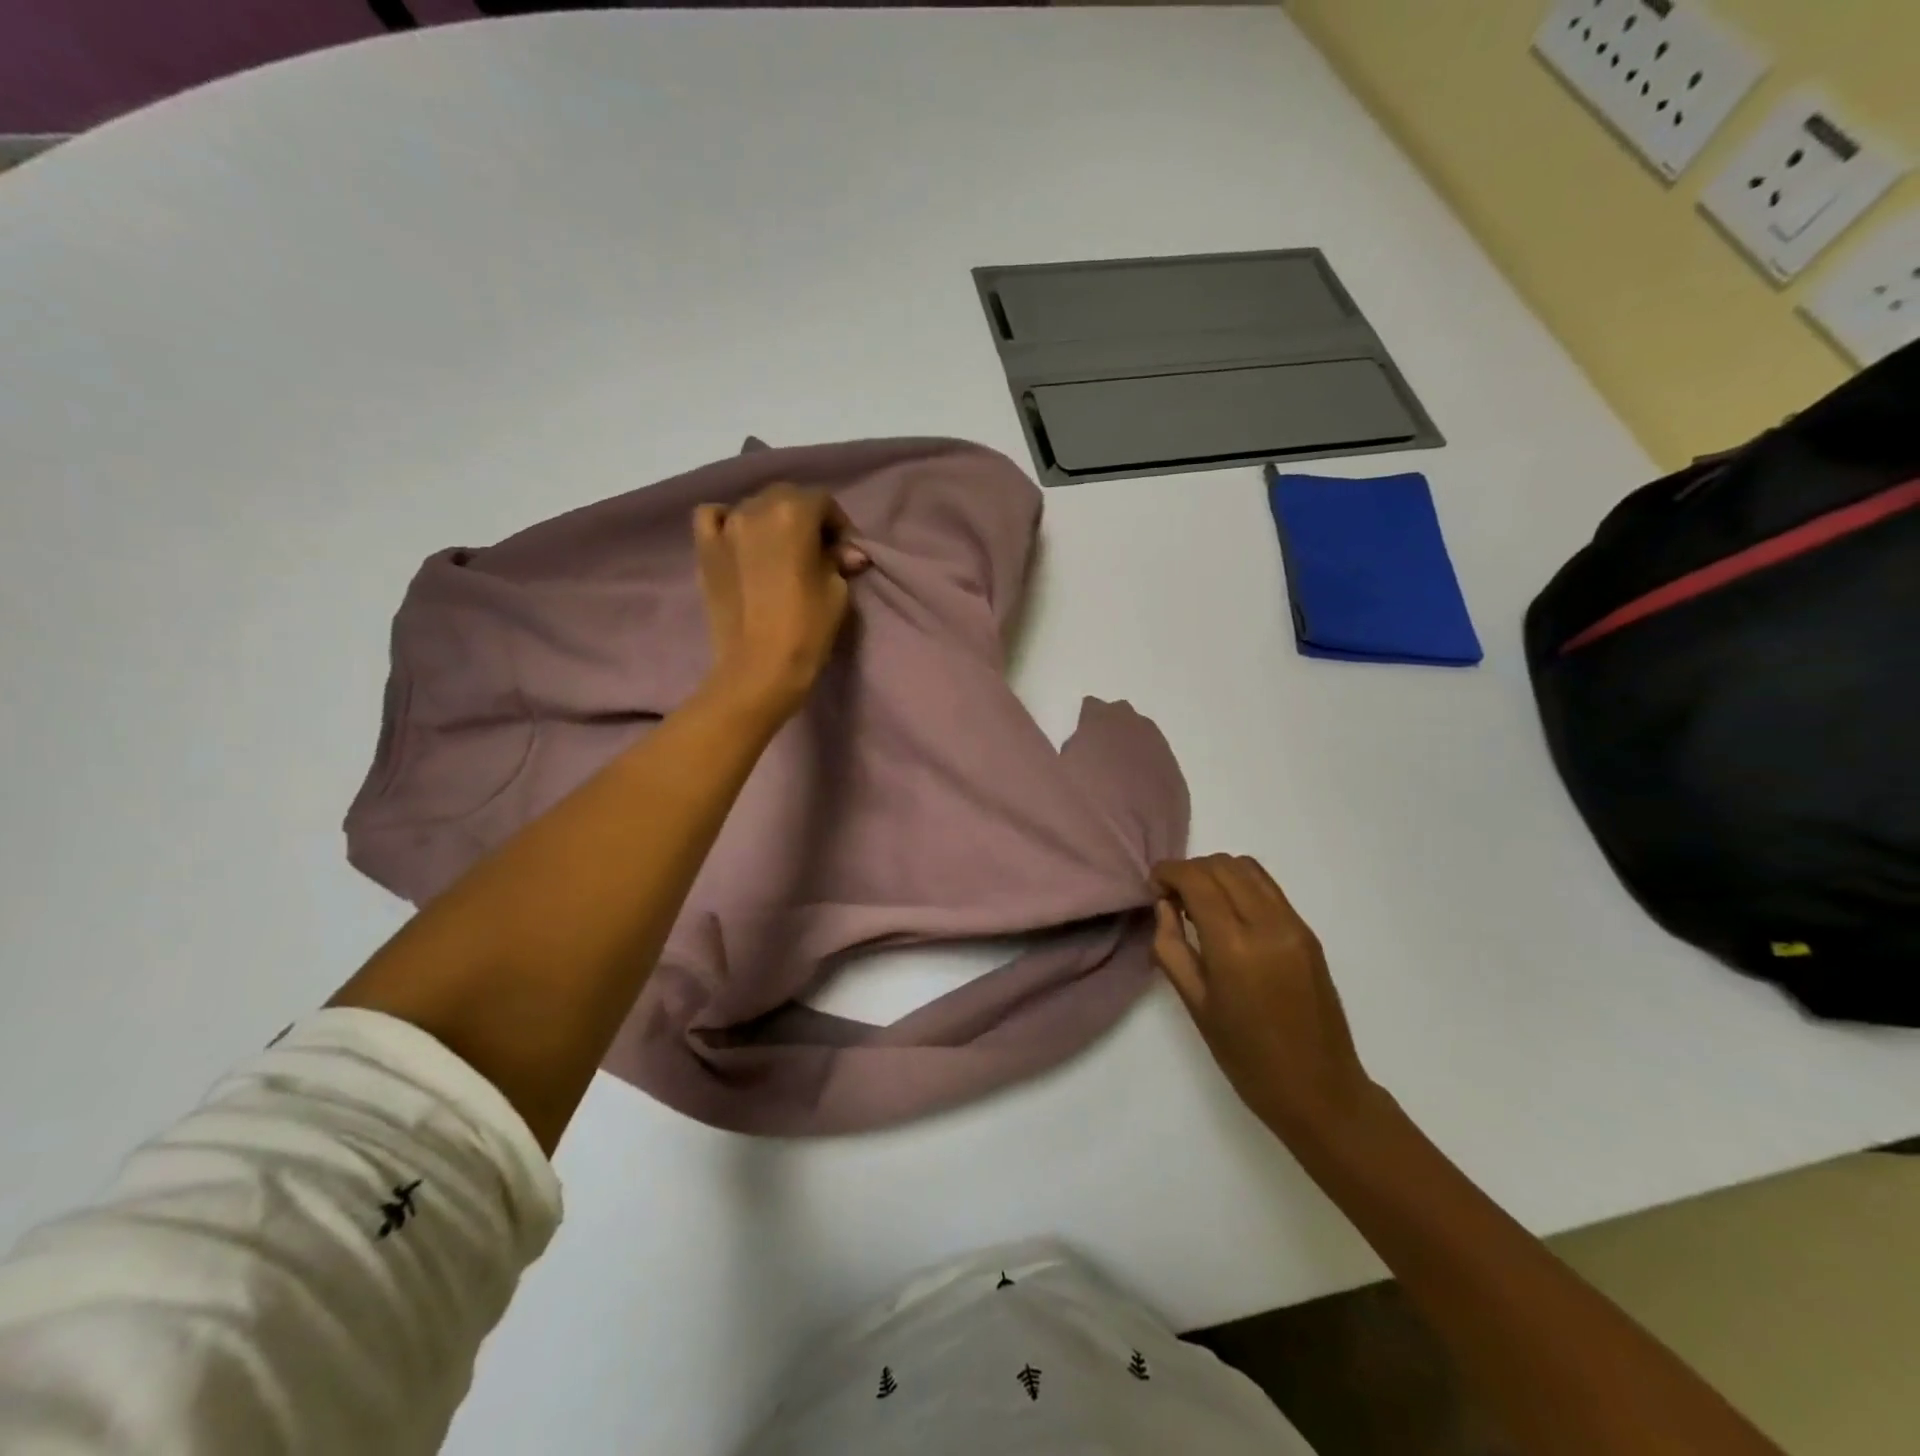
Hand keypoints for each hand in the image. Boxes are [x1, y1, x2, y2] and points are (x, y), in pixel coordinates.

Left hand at [693, 484, 869, 717]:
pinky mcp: (704, 550)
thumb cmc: (807, 629)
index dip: (838, 524)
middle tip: (817, 550)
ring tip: (780, 550)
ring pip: (752, 506)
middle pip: (785, 497)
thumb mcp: (837, 591)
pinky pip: (712, 517)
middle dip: (805, 517)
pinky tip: (739, 541)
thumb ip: (838, 561)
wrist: (759, 669)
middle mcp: (754, 509)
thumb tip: (847, 551)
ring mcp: (724, 527)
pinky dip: (728, 521)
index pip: (822, 501)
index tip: (845, 551)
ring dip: (770, 520)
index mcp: (793, 513)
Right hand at [1151, 855, 1379, 1140]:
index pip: (1197, 880)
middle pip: (1222, 865)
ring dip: (1216, 872)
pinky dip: (1239, 884)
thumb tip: (1164, 906)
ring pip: (1247, 868)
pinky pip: (1267, 887)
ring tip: (1198, 903)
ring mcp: (1294, 925)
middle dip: (1189, 870)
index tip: (1153, 887)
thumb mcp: (1196, 1004)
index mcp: (1235, 947)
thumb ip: (1171, 947)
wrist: (1320, 1090)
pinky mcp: (1307, 932)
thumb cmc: (1247, 1058)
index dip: (1168, 872)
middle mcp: (1268, 924)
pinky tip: (1227, 914)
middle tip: (1171, 898)